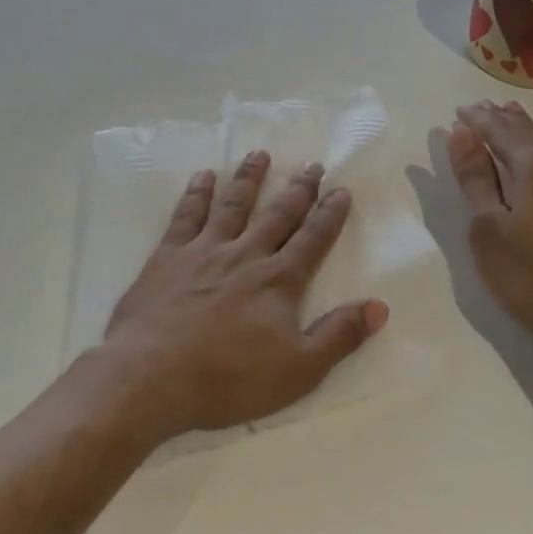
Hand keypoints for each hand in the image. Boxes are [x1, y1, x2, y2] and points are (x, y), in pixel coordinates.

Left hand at [90, 152, 388, 445]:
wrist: (153, 374)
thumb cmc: (228, 379)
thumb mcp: (298, 370)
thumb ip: (339, 335)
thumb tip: (379, 307)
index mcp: (278, 281)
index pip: (312, 240)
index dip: (330, 215)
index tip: (341, 190)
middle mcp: (245, 255)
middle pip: (277, 215)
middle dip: (298, 190)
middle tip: (311, 164)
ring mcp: (204, 251)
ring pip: (232, 205)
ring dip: (249, 179)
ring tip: (259, 154)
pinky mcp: (168, 256)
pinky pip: (186, 215)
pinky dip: (197, 193)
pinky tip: (203, 176)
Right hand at [447, 101, 532, 369]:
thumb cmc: (530, 279)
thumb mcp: (487, 229)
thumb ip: (474, 178)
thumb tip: (461, 133)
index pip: (500, 130)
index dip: (477, 120)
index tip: (458, 112)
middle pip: (529, 131)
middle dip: (501, 119)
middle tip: (479, 109)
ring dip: (525, 132)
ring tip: (507, 121)